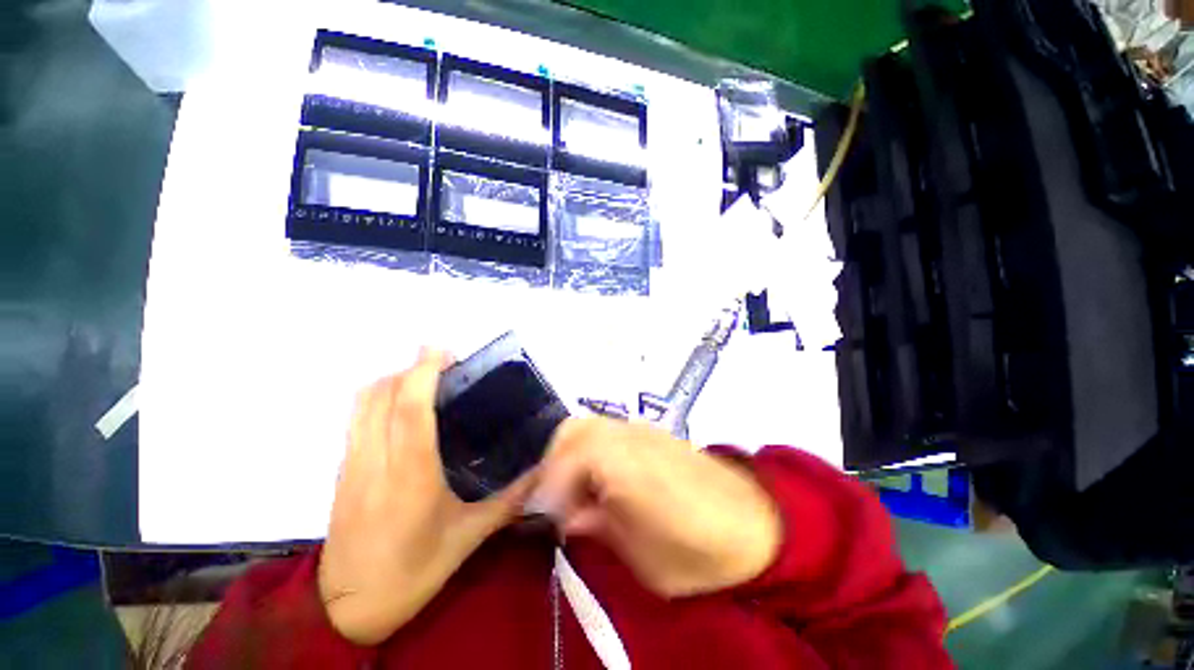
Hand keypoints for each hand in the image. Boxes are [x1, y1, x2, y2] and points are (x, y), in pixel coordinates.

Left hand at [318, 350, 535, 644]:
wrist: (347, 608)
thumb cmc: (414, 571)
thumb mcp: (470, 537)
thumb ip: (510, 500)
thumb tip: (541, 470)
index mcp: (411, 475)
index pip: (410, 408)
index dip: (423, 371)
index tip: (442, 350)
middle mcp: (375, 460)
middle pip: (381, 394)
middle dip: (411, 369)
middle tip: (445, 366)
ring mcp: (352, 463)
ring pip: (362, 403)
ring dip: (393, 380)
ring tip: (425, 381)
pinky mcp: (342, 470)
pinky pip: (357, 418)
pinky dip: (379, 398)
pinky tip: (404, 410)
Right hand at [534, 417, 781, 597]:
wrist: (757, 524)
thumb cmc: (702, 552)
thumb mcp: (643, 559)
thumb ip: (599, 527)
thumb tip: (570, 515)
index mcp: (625, 464)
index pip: (568, 455)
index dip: (549, 486)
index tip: (547, 517)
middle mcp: (630, 435)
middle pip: (573, 430)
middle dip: (555, 464)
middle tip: (558, 502)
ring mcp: (642, 429)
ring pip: (588, 426)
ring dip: (572, 455)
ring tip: (579, 493)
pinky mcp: (652, 432)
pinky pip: (607, 431)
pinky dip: (592, 450)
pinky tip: (604, 480)